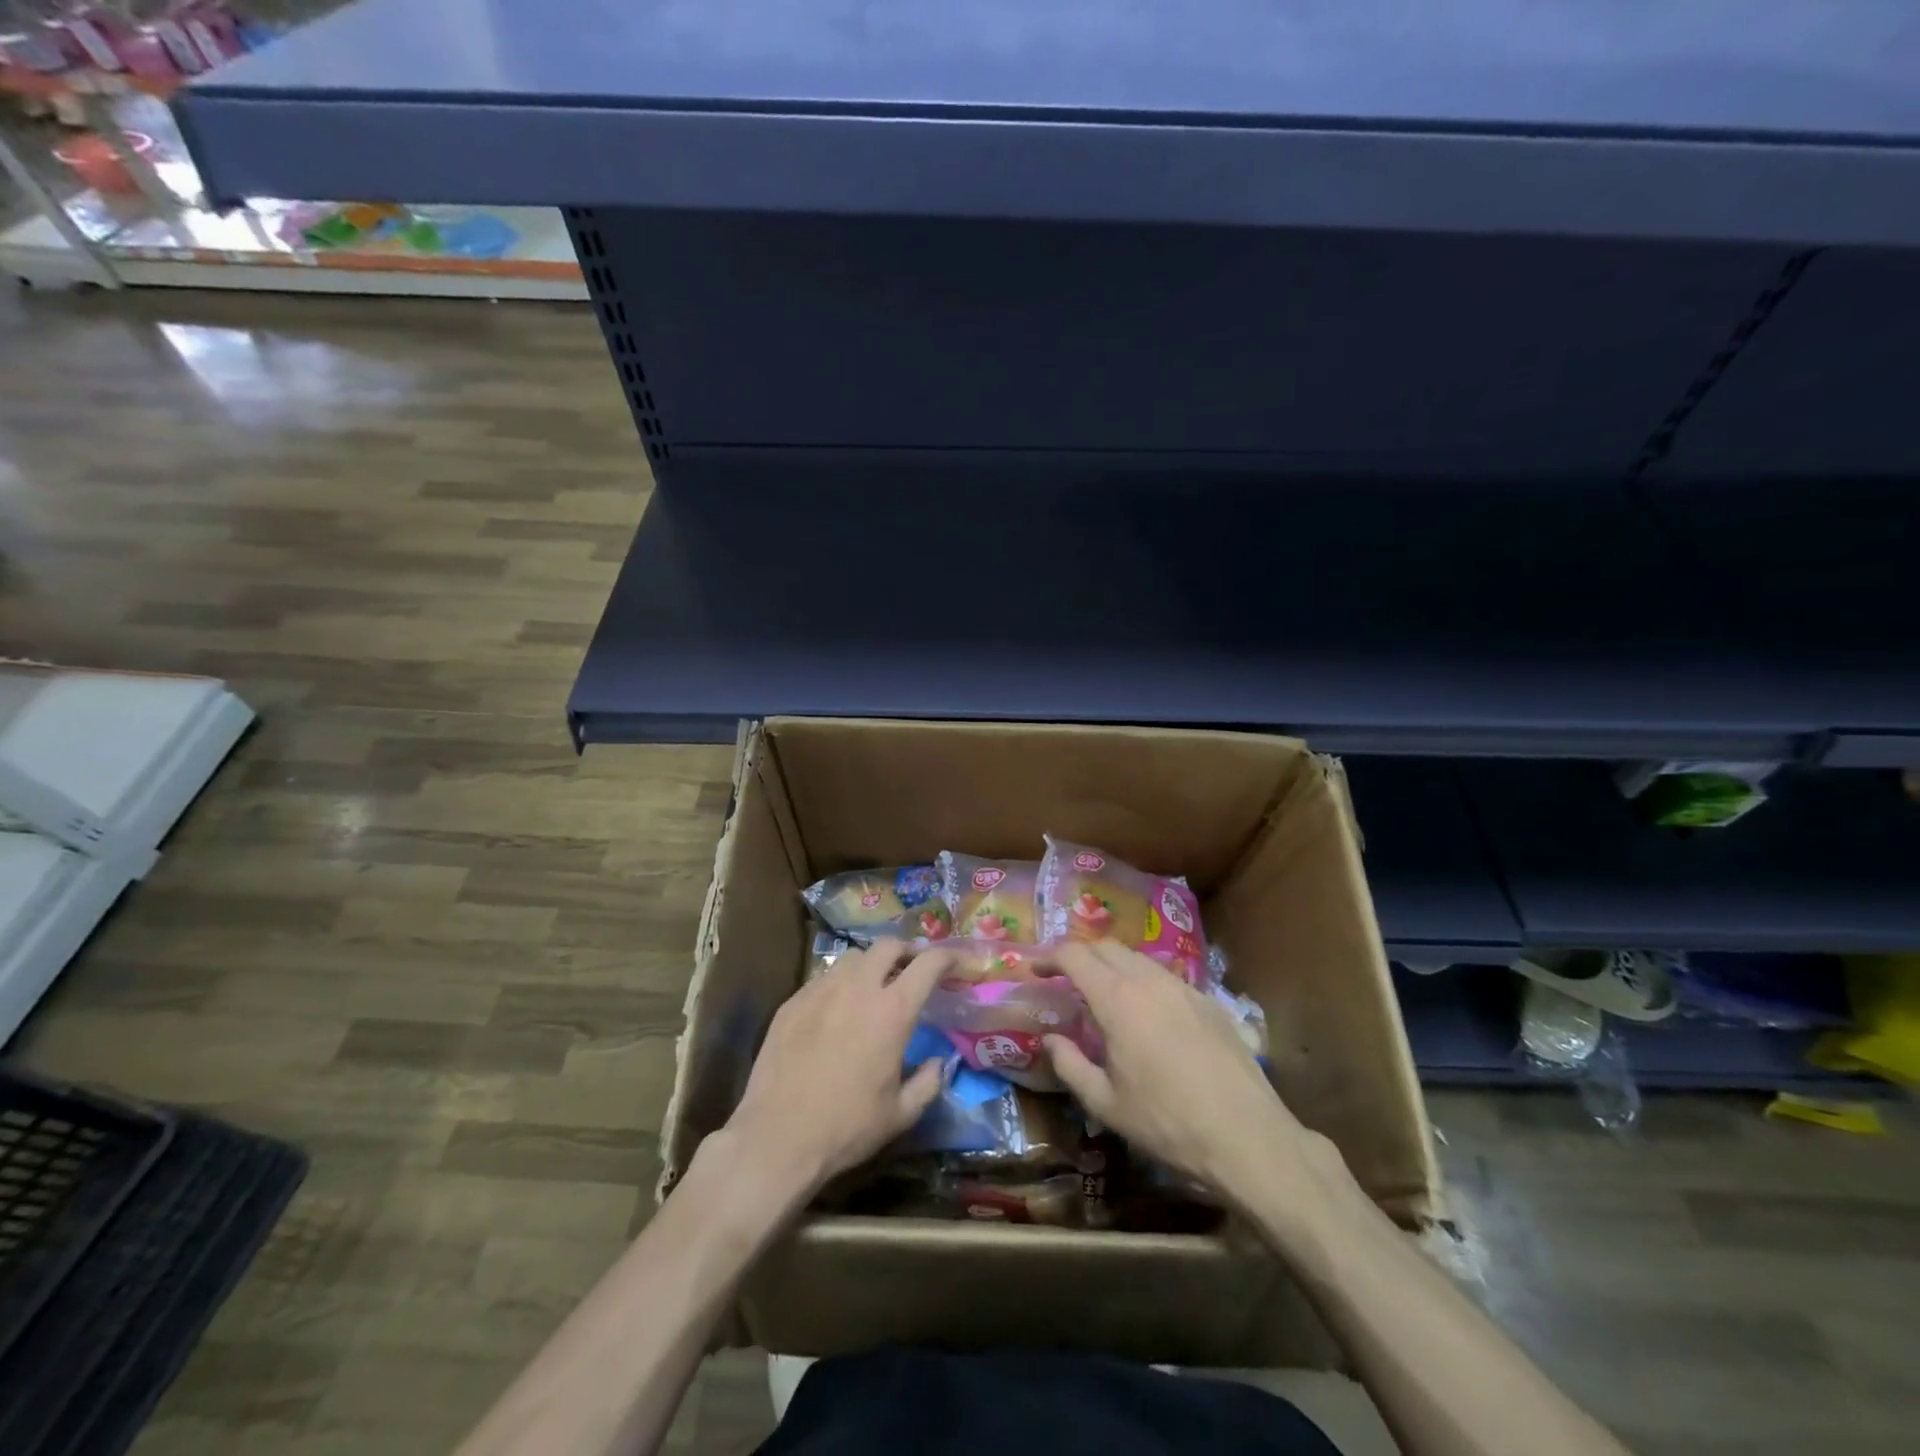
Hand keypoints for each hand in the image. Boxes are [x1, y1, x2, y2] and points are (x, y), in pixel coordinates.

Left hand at [724, 939, 948, 1200]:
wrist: (777, 1138)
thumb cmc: (846, 1128)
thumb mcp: (900, 1115)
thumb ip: (929, 1082)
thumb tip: (939, 1062)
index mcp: (892, 1011)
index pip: (928, 963)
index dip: (947, 956)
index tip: (955, 962)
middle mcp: (858, 988)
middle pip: (888, 946)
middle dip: (906, 950)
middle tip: (912, 968)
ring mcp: (820, 990)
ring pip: (852, 958)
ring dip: (871, 965)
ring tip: (872, 986)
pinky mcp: (792, 1002)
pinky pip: (822, 978)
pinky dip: (839, 984)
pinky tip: (836, 1010)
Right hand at [1042, 942, 1347, 1220]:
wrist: (1247, 1136)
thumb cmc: (1167, 1123)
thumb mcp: (1106, 1104)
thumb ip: (1070, 1064)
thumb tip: (1050, 1039)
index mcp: (1118, 999)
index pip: (1075, 955)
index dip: (1049, 956)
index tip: (1034, 969)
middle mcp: (1149, 980)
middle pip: (1106, 946)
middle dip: (1079, 954)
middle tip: (1062, 977)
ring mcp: (1183, 987)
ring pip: (1137, 958)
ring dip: (1111, 965)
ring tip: (1101, 992)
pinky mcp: (1209, 1001)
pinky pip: (1164, 976)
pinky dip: (1142, 980)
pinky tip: (1145, 1012)